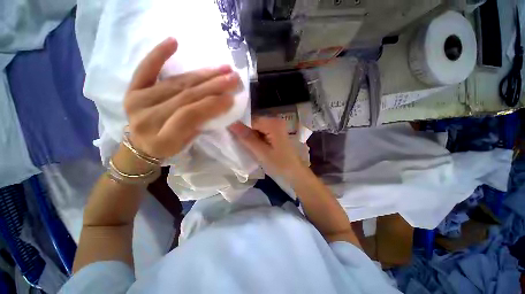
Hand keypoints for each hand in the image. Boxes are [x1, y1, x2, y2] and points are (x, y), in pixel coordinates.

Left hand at [123, 37, 239, 159]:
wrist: (140, 145)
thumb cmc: (168, 147)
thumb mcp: (186, 144)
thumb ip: (199, 125)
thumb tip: (216, 103)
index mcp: (163, 138)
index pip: (189, 116)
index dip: (211, 105)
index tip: (231, 98)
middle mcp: (148, 117)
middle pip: (185, 96)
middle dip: (213, 86)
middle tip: (233, 78)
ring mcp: (137, 101)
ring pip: (176, 83)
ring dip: (202, 74)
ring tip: (222, 68)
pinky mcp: (132, 90)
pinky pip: (145, 69)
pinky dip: (159, 54)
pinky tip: (173, 42)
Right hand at [229, 117, 305, 179]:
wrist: (296, 174)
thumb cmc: (280, 165)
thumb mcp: (261, 153)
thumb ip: (246, 138)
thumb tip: (231, 124)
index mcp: (273, 123)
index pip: (250, 120)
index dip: (239, 128)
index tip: (229, 136)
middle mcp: (275, 121)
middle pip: (254, 124)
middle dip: (245, 133)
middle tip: (237, 144)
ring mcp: (276, 127)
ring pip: (257, 129)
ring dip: (250, 137)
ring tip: (244, 147)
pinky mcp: (276, 134)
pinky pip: (262, 133)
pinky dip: (256, 140)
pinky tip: (253, 147)